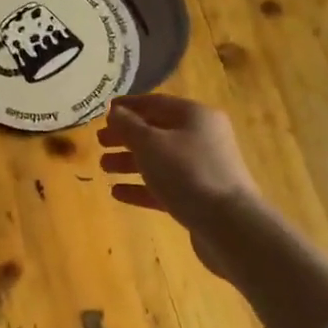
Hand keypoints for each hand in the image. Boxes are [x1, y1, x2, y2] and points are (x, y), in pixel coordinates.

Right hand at [98, 95, 259, 278]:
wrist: (228, 224)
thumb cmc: (187, 173)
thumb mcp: (150, 144)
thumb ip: (128, 126)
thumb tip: (115, 112)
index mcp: (194, 116)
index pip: (155, 103)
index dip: (128, 106)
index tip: (104, 112)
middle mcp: (201, 137)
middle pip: (157, 131)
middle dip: (126, 136)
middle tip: (99, 142)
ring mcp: (202, 168)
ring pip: (160, 160)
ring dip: (130, 162)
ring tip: (103, 168)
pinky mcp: (199, 197)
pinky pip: (165, 186)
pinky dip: (142, 187)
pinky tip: (117, 193)